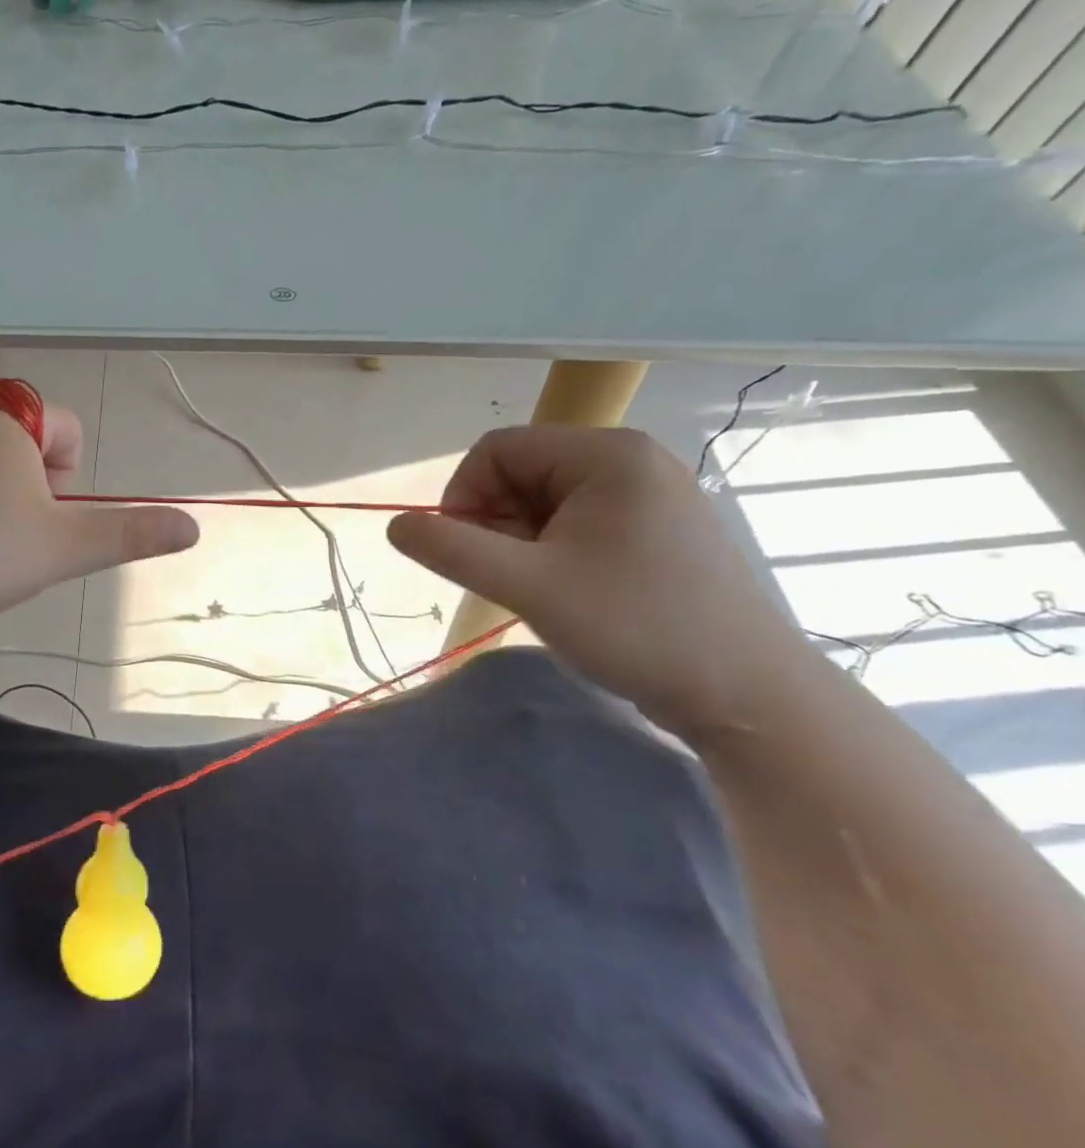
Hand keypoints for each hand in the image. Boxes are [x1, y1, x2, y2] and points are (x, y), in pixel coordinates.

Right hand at [386, 425, 813, 723]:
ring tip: (539, 590)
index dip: (463, 495)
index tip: (465, 552)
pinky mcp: (660, 528)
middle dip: (495, 522)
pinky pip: (578, 520)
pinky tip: (568, 591)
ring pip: (546, 499)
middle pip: (521, 472)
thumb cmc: (637, 628)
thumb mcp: (528, 586)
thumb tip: (395, 525)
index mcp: (606, 454)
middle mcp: (632, 460)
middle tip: (507, 578)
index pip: (497, 450)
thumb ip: (452, 549)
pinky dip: (552, 550)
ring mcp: (651, 494)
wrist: (751, 698)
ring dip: (521, 540)